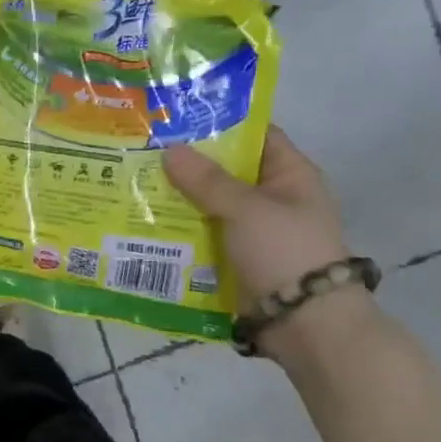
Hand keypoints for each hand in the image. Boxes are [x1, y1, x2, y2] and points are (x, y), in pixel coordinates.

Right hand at [162, 127, 351, 308]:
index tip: (177, 118)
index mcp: (290, 175)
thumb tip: (169, 150)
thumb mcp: (246, 209)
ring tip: (136, 182)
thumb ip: (207, 180)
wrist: (305, 323)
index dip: (220, 123)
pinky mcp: (237, 257)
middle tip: (143, 149)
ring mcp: (254, 229)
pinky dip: (181, 228)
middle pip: (226, 170)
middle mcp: (273, 197)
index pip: (255, 134)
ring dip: (180, 197)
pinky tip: (147, 220)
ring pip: (210, 203)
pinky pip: (205, 233)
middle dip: (188, 163)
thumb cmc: (284, 252)